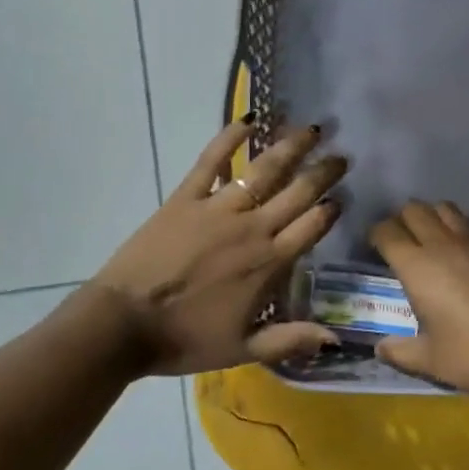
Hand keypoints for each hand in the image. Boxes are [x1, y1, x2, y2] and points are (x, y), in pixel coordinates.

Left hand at [90, 119, 344, 375]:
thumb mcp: (243, 349)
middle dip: (323, 172)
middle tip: (341, 154)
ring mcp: (218, 208)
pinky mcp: (185, 198)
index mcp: (269, 263)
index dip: (330, 208)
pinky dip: (229, 138)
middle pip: (297, 192)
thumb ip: (290, 340)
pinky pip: (212, 161)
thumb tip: (335, 339)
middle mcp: (252, 228)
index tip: (343, 195)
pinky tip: (247, 120)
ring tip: (309, 128)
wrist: (125, 324)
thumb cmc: (185, 339)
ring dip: (290, 147)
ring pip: (263, 170)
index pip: (312, 226)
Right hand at [369, 201, 468, 403]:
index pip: (386, 231)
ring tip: (432, 241)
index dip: (376, 237)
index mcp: (417, 266)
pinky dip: (461, 230)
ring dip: (432, 218)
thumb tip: (380, 348)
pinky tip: (466, 255)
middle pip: (414, 209)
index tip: (376, 251)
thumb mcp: (429, 360)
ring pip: (445, 208)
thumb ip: (399, 351)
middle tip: (402, 244)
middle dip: (402, 221)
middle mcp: (443, 244)